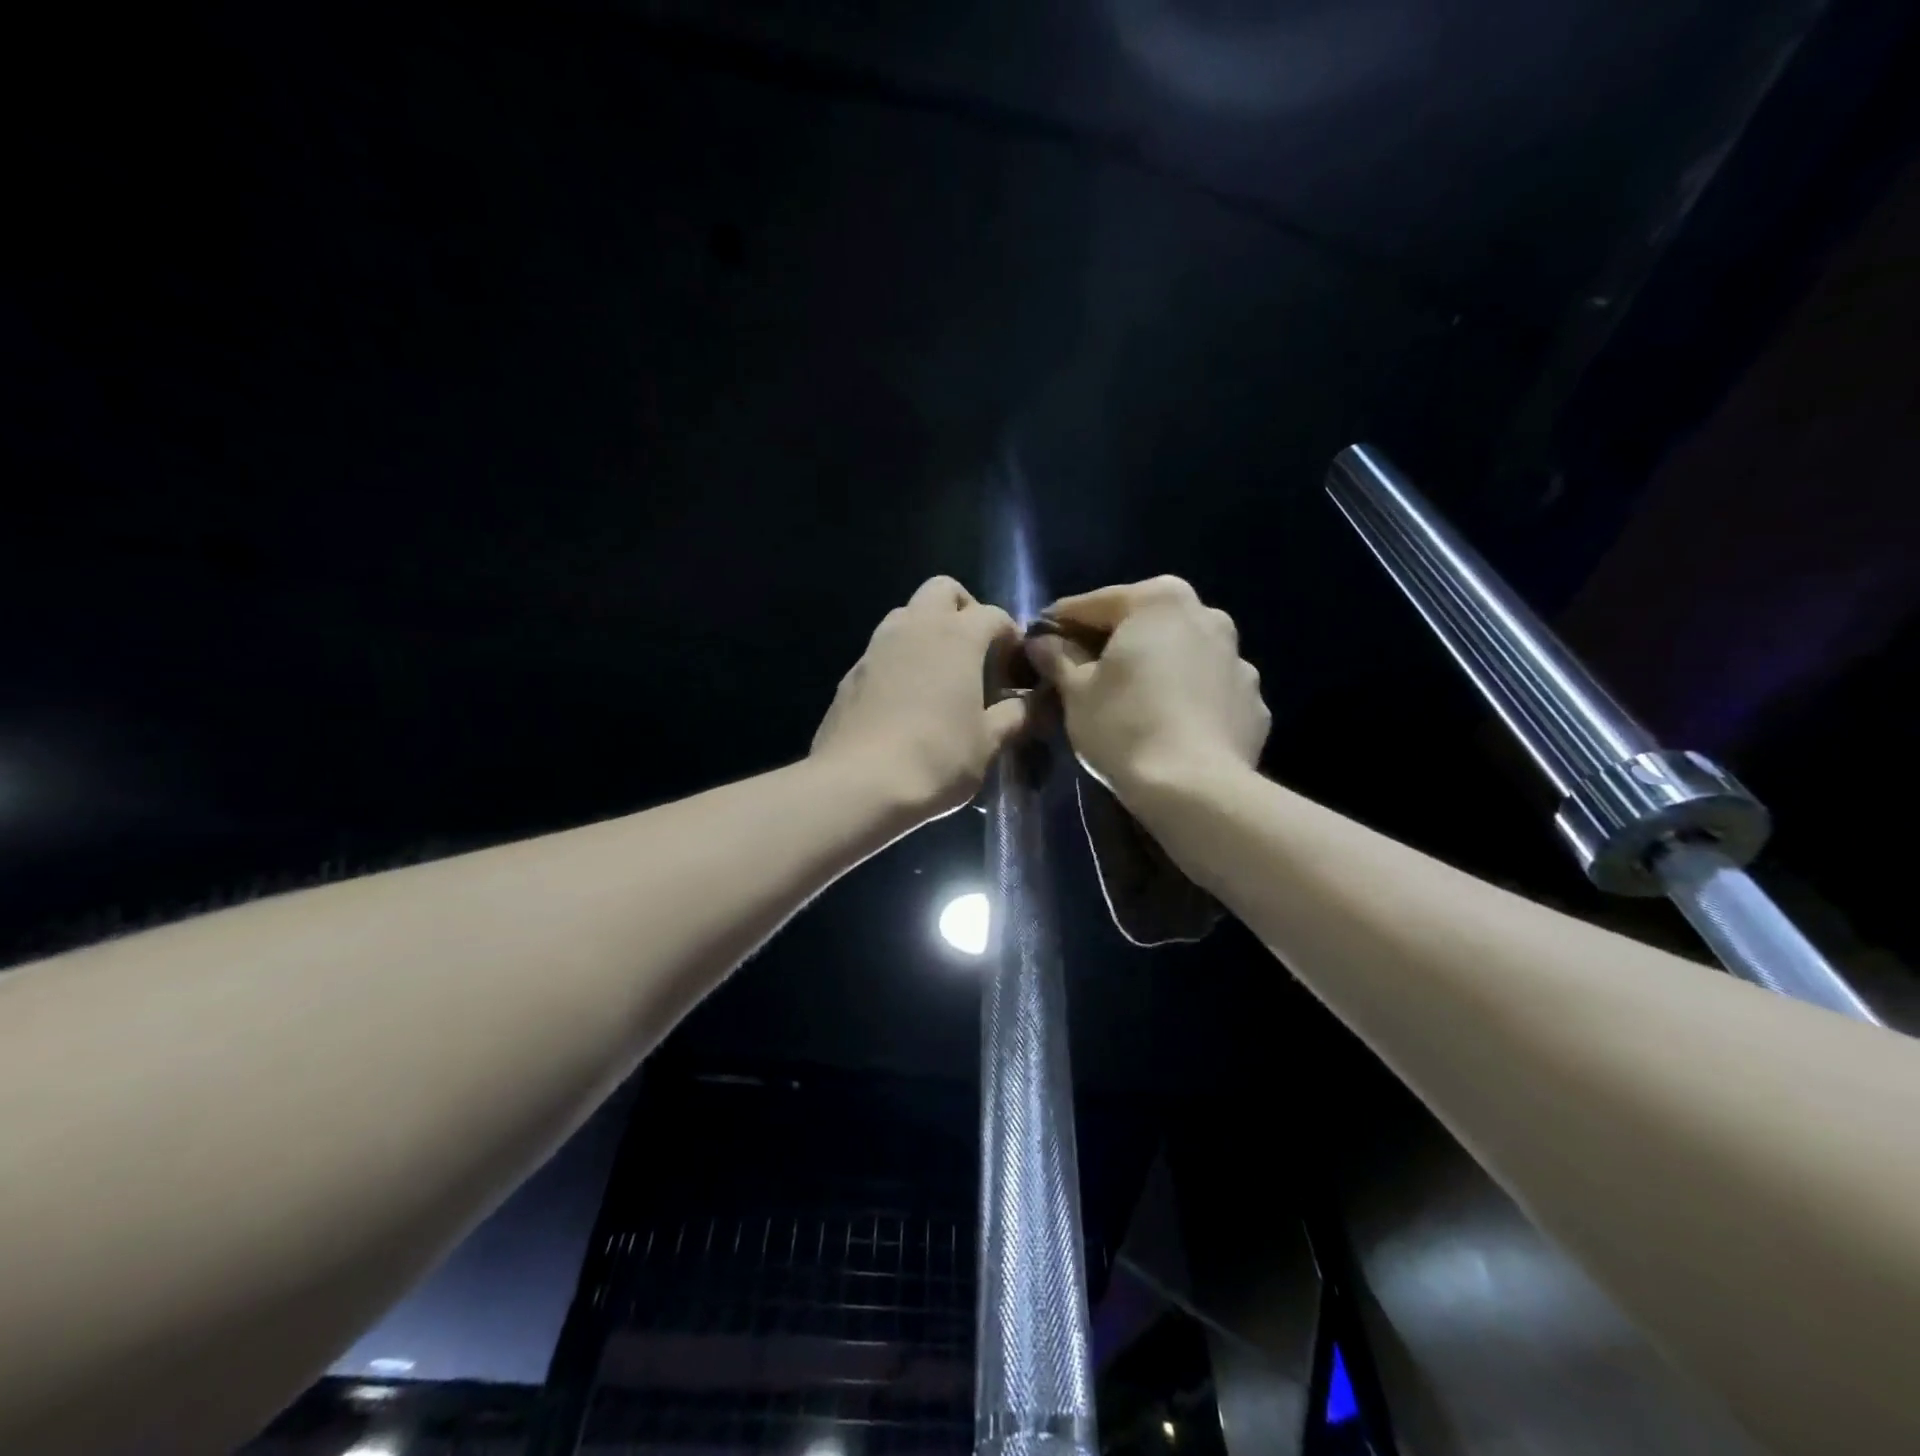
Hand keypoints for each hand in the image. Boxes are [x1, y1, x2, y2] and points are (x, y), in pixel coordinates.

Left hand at [811, 577, 1029, 821]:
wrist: (859, 784)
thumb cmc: (937, 758)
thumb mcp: (989, 742)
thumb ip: (1016, 716)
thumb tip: (1035, 704)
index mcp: (957, 636)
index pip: (993, 615)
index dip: (1011, 637)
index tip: (1017, 671)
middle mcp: (915, 627)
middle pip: (943, 590)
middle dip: (965, 610)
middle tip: (977, 652)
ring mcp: (877, 647)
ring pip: (906, 614)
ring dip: (928, 631)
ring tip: (942, 675)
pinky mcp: (851, 673)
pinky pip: (882, 650)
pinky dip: (901, 660)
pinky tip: (907, 701)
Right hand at [1027, 576, 1268, 795]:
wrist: (1196, 790)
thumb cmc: (1125, 726)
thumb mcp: (1075, 692)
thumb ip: (1057, 657)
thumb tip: (1043, 642)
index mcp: (1159, 601)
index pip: (1093, 604)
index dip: (1059, 624)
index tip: (1038, 644)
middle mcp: (1207, 616)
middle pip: (1143, 624)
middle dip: (1112, 644)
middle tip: (1081, 675)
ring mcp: (1238, 659)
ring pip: (1180, 656)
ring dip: (1154, 669)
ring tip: (1129, 704)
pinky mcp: (1253, 702)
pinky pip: (1207, 691)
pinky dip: (1186, 700)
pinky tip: (1168, 728)